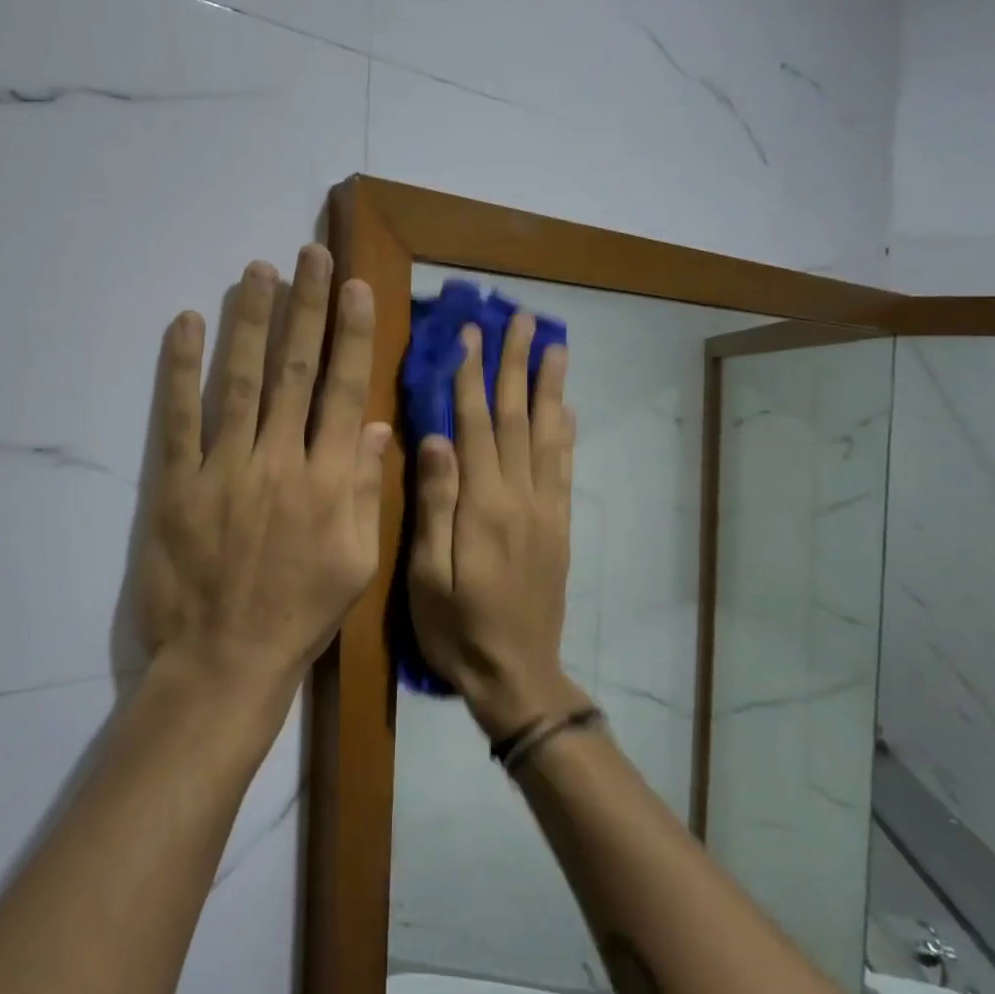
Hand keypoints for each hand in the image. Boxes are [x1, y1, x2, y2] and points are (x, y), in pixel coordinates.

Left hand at [136, 246, 390, 697]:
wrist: (226, 660)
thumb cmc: (300, 615)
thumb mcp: (357, 563)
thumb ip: (365, 490)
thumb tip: (374, 426)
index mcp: (329, 481)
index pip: (343, 392)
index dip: (350, 335)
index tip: (355, 287)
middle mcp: (280, 461)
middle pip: (295, 371)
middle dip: (306, 308)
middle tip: (310, 256)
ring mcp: (225, 468)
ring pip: (242, 381)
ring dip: (251, 321)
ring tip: (258, 271)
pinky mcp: (177, 483)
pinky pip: (179, 416)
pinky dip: (181, 368)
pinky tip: (186, 323)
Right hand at [408, 311, 585, 737]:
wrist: (516, 674)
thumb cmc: (457, 628)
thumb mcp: (426, 575)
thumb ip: (434, 505)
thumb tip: (436, 439)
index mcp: (483, 506)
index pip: (476, 426)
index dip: (471, 377)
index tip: (469, 334)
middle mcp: (521, 497)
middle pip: (519, 418)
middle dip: (517, 365)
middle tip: (522, 319)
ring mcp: (546, 510)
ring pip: (548, 435)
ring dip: (551, 387)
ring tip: (555, 345)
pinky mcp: (559, 526)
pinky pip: (565, 468)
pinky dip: (567, 431)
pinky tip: (567, 408)